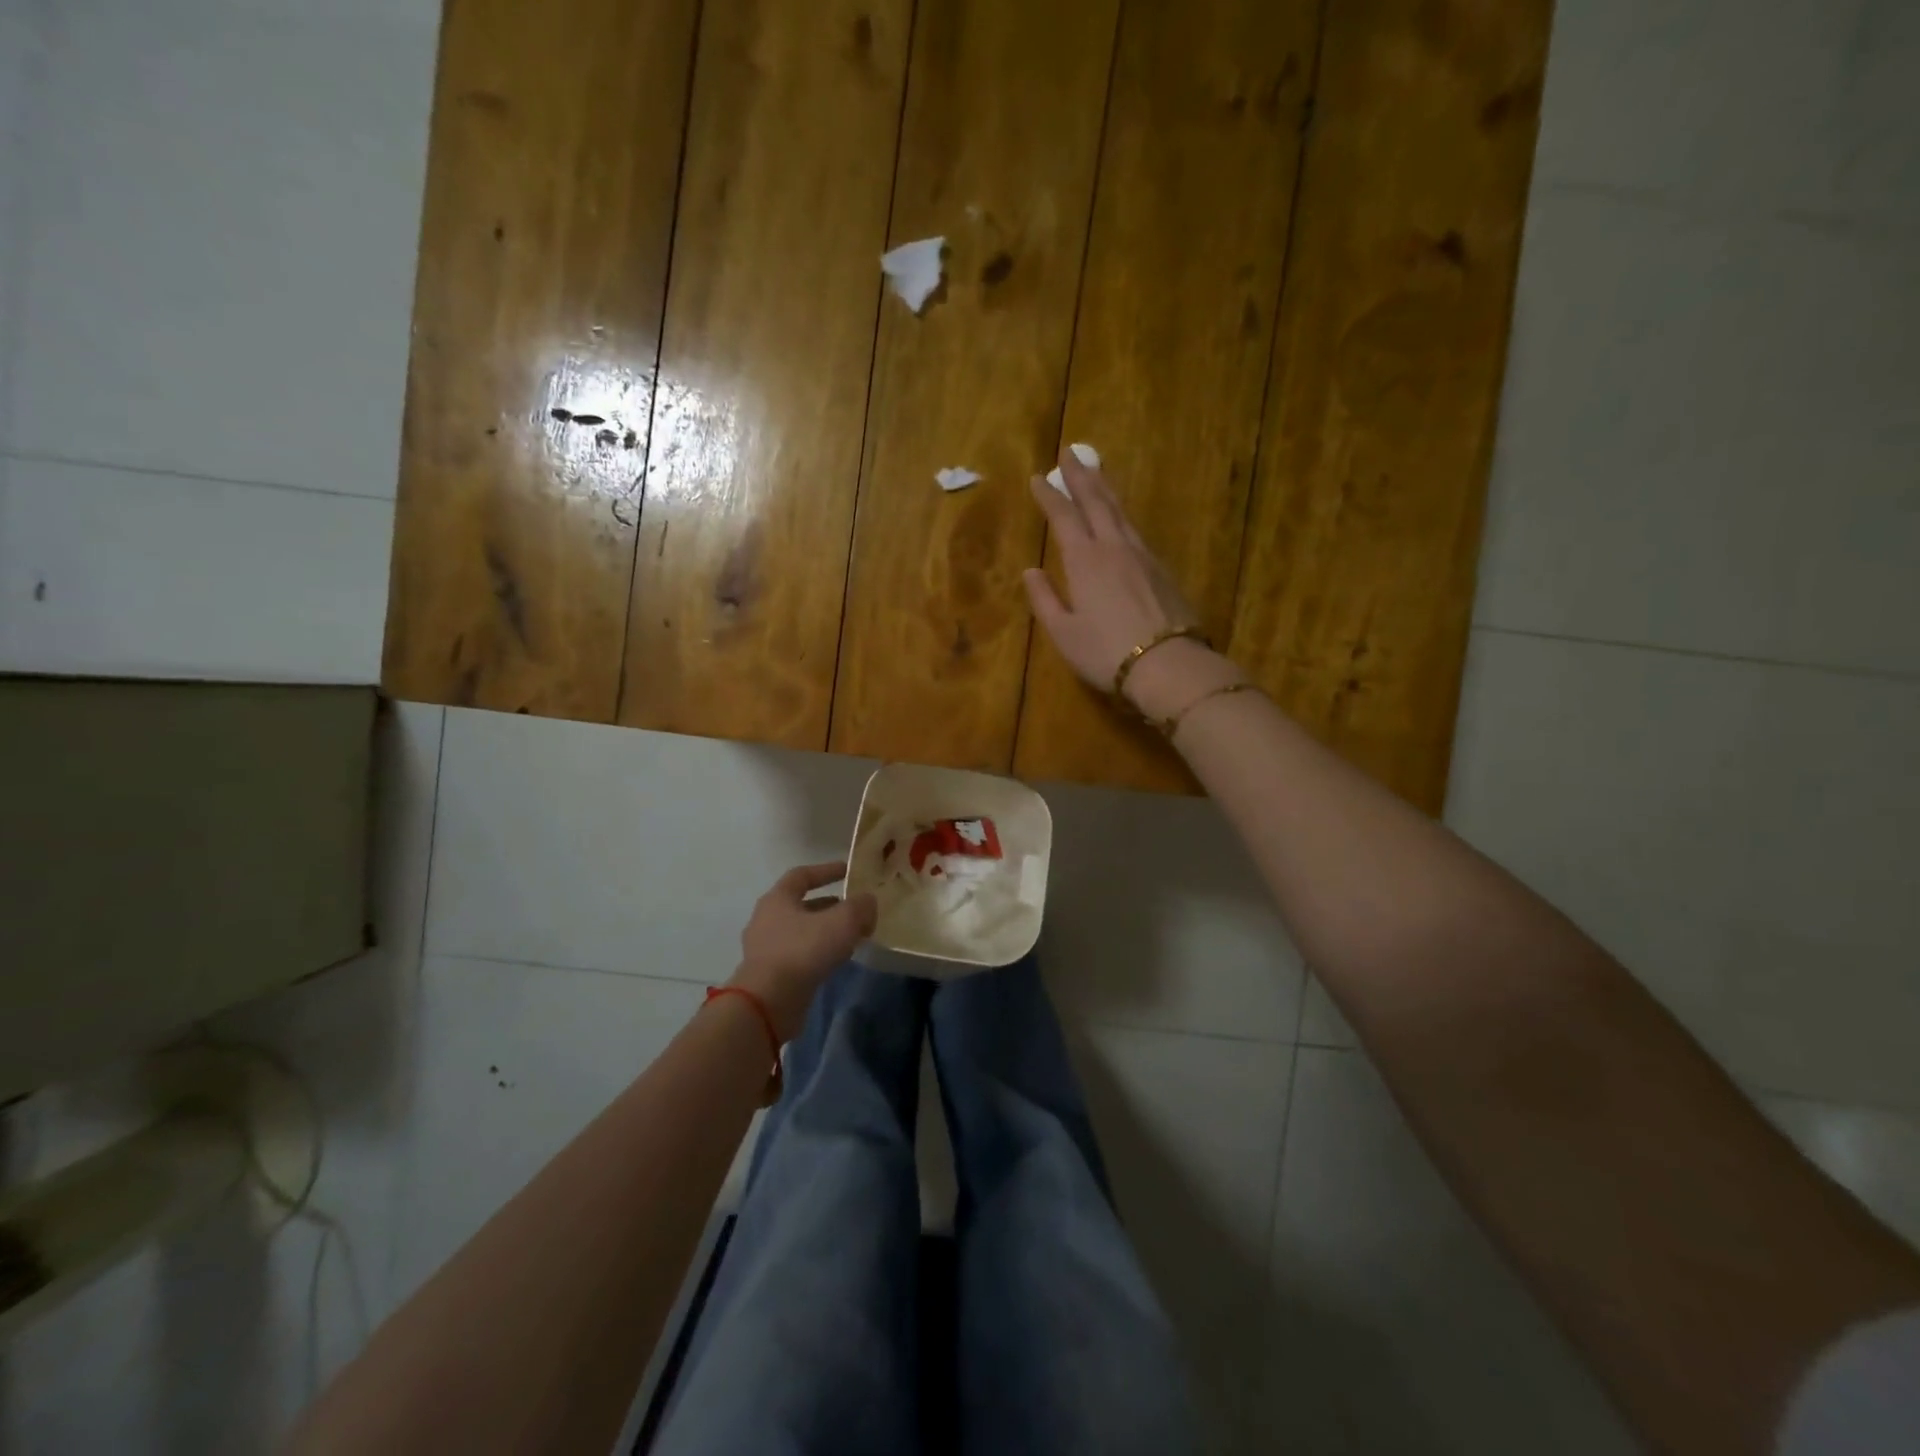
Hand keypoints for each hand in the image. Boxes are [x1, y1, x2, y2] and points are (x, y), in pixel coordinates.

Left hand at [728, 862, 877, 1041]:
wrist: (768, 1003)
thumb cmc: (803, 950)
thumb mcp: (842, 922)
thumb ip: (860, 906)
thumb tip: (868, 902)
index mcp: (778, 898)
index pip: (802, 875)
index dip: (826, 870)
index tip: (848, 871)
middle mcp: (767, 919)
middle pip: (802, 905)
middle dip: (830, 905)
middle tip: (855, 910)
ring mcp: (765, 949)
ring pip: (801, 932)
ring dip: (825, 931)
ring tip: (852, 937)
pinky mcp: (769, 975)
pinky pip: (798, 955)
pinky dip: (818, 953)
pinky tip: (836, 961)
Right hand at [1023, 449, 1243, 721]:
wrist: (1168, 664)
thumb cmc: (1106, 652)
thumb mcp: (1064, 633)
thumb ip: (1045, 599)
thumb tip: (1030, 571)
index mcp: (1084, 561)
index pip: (1063, 517)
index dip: (1049, 496)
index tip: (1037, 476)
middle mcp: (1114, 548)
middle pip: (1096, 502)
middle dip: (1080, 476)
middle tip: (1070, 452)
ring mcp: (1142, 555)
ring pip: (1120, 511)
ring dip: (1105, 488)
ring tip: (1096, 471)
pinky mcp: (1161, 569)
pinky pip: (1135, 529)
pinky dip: (1122, 513)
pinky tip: (1120, 516)